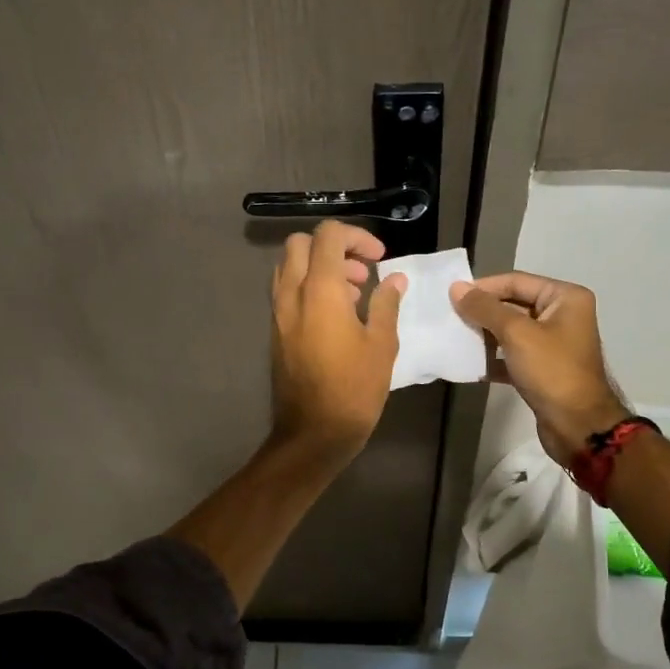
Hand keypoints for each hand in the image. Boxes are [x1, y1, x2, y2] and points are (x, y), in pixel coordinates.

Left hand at [268, 220, 406, 461]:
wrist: (313, 432)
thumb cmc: (354, 388)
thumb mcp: (382, 345)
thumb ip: (386, 304)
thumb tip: (395, 279)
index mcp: (320, 291)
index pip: (328, 236)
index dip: (356, 236)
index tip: (379, 258)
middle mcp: (292, 294)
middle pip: (300, 244)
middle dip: (333, 248)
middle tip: (361, 273)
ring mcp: (278, 313)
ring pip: (289, 267)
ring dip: (318, 268)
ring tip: (351, 296)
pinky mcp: (275, 331)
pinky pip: (286, 292)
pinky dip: (308, 288)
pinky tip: (335, 317)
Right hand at [451, 271, 628, 462]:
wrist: (578, 426)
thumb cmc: (552, 371)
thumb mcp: (517, 334)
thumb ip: (485, 309)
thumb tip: (456, 288)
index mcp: (565, 298)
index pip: (517, 281)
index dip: (484, 287)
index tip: (452, 296)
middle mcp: (562, 316)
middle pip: (514, 304)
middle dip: (483, 312)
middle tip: (450, 317)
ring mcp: (554, 344)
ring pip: (512, 332)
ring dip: (485, 335)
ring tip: (455, 338)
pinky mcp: (544, 369)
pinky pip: (513, 355)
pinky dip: (494, 359)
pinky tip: (471, 364)